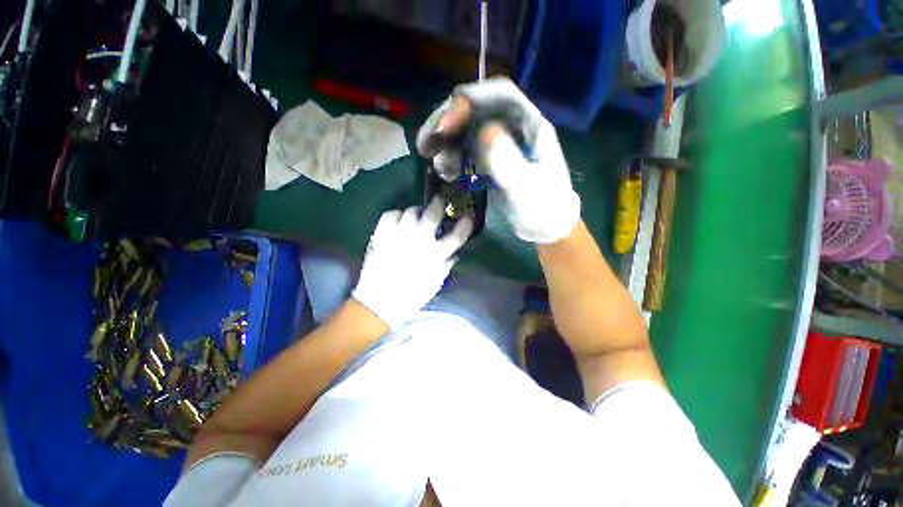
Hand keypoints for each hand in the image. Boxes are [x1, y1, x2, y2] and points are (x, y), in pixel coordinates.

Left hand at [352, 197, 473, 329]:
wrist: (378, 303)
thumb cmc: (410, 298)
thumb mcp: (435, 284)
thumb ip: (445, 266)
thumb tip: (453, 254)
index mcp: (436, 254)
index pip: (457, 234)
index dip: (465, 223)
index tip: (469, 216)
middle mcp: (420, 240)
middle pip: (433, 213)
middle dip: (439, 203)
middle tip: (439, 201)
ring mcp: (400, 234)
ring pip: (411, 210)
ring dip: (417, 211)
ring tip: (416, 215)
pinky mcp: (382, 234)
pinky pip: (391, 214)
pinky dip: (397, 215)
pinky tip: (398, 221)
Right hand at [416, 77, 580, 243]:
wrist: (546, 227)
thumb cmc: (542, 210)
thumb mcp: (527, 190)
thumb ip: (509, 163)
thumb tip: (485, 131)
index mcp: (532, 127)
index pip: (502, 95)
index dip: (471, 99)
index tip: (445, 123)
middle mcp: (515, 129)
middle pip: (478, 109)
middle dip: (449, 123)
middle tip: (426, 146)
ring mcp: (501, 144)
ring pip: (468, 130)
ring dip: (447, 143)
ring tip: (440, 168)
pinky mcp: (492, 160)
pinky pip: (468, 149)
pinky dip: (453, 156)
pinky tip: (447, 173)